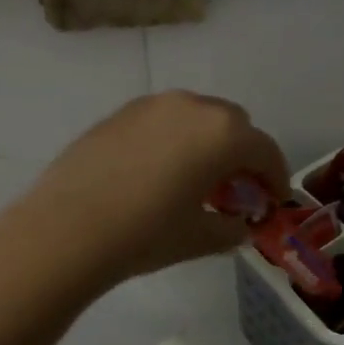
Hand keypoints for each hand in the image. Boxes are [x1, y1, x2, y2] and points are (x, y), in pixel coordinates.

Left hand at [23, 92, 289, 285]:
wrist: (67, 229)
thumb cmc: (146, 234)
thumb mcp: (200, 238)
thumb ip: (231, 228)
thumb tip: (240, 224)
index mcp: (222, 133)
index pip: (264, 150)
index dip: (276, 177)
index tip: (273, 201)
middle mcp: (191, 106)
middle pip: (233, 125)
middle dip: (242, 155)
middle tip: (236, 190)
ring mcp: (151, 105)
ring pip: (196, 118)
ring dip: (207, 144)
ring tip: (196, 181)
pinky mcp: (119, 114)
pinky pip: (162, 122)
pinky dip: (174, 141)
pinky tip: (158, 174)